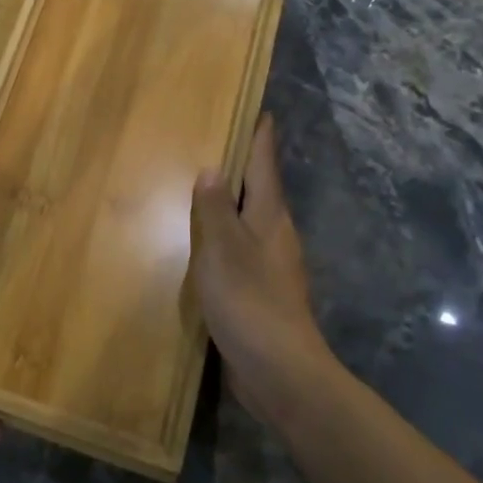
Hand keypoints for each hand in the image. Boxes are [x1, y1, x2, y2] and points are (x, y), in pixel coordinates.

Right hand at [190, 114, 333, 429]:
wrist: (279, 371)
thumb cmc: (249, 300)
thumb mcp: (223, 248)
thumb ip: (214, 209)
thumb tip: (213, 170)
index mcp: (270, 217)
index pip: (265, 165)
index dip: (261, 138)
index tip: (260, 110)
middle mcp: (276, 236)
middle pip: (260, 191)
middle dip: (243, 167)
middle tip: (216, 143)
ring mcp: (271, 266)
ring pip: (249, 222)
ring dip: (231, 204)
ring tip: (203, 188)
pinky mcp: (261, 293)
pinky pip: (240, 251)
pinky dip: (223, 237)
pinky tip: (203, 244)